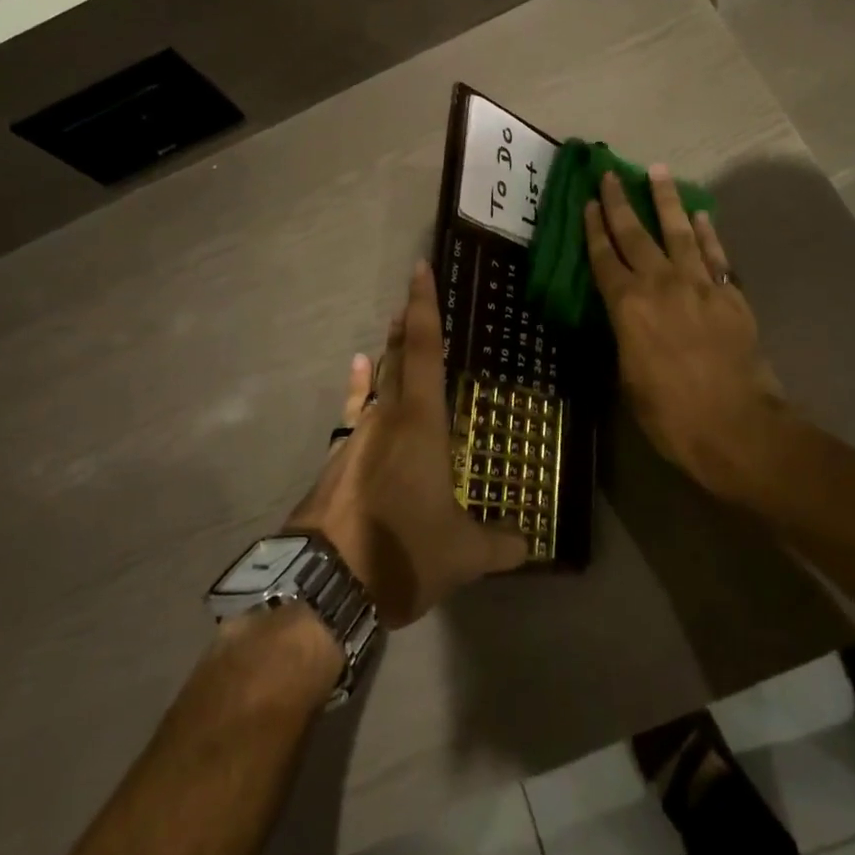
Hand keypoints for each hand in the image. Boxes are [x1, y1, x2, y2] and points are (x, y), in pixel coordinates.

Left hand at [286, 263, 527, 626]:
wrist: (324, 586)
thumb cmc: (401, 553)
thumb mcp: (462, 554)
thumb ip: (500, 544)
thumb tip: (530, 544)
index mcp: (420, 422)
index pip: (425, 349)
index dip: (424, 306)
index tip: (420, 268)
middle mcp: (385, 417)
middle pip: (397, 356)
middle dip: (407, 324)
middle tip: (413, 297)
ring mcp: (355, 437)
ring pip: (375, 382)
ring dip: (388, 355)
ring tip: (393, 330)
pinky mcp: (336, 460)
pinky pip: (354, 410)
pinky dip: (359, 388)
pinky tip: (357, 371)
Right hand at [584, 166, 785, 504]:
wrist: (737, 426)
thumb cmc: (671, 415)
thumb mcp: (629, 379)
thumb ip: (625, 338)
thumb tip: (625, 319)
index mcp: (627, 307)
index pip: (603, 258)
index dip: (593, 228)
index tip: (587, 201)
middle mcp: (660, 285)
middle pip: (635, 235)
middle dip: (620, 202)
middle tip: (610, 173)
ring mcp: (699, 285)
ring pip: (678, 231)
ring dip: (666, 199)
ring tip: (657, 171)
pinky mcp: (730, 294)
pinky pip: (715, 254)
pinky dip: (706, 232)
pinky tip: (699, 214)